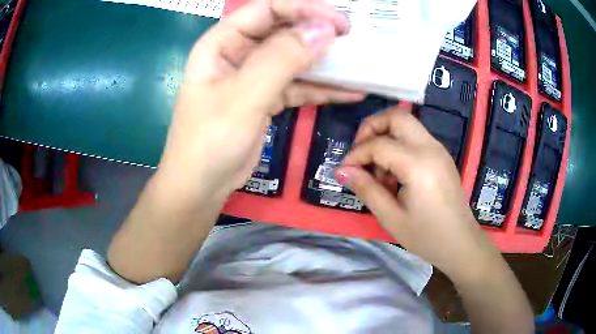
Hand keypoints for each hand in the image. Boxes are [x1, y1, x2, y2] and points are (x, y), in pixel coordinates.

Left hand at [157, 0, 363, 205]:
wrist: (201, 186)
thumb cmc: (209, 141)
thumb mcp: (243, 97)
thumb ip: (282, 59)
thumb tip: (323, 30)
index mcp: (222, 42)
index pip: (267, 9)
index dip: (304, 9)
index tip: (339, 24)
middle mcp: (238, 52)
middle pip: (283, 30)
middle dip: (318, 33)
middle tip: (352, 41)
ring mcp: (253, 75)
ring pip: (294, 58)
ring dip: (325, 62)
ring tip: (358, 64)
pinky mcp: (266, 97)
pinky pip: (298, 85)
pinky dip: (322, 89)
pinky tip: (350, 92)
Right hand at [335, 108, 497, 276]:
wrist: (460, 243)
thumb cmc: (427, 236)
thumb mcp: (391, 218)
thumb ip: (366, 189)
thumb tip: (342, 170)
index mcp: (418, 164)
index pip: (378, 144)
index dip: (356, 155)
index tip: (344, 171)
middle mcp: (430, 148)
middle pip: (396, 116)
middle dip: (372, 128)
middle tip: (361, 154)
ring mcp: (438, 149)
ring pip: (406, 124)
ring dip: (386, 137)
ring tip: (381, 173)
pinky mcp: (441, 155)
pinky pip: (415, 137)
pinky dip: (399, 145)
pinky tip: (396, 175)